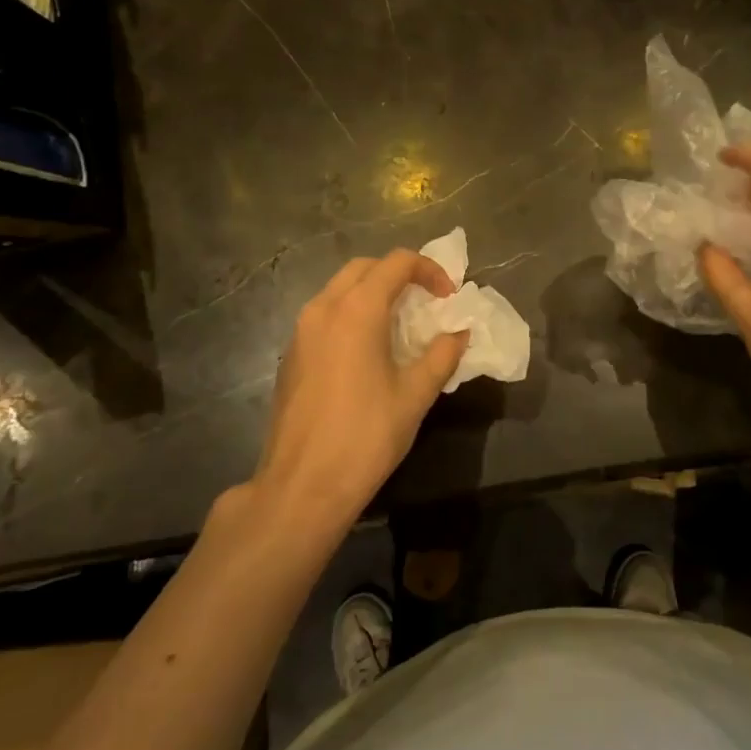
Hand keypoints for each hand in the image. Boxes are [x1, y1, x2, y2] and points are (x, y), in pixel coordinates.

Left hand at [252, 251, 466, 529]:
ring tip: (400, 323)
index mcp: (357, 310)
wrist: (302, 486)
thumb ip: (442, 355)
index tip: (449, 297)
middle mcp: (323, 309)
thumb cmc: (365, 436)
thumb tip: (459, 334)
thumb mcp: (415, 395)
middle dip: (399, 274)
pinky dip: (351, 313)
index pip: (396, 263)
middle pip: (364, 268)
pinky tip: (368, 350)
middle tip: (426, 301)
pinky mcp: (291, 354)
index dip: (429, 270)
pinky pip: (324, 314)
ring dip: (373, 293)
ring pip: (339, 289)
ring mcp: (301, 331)